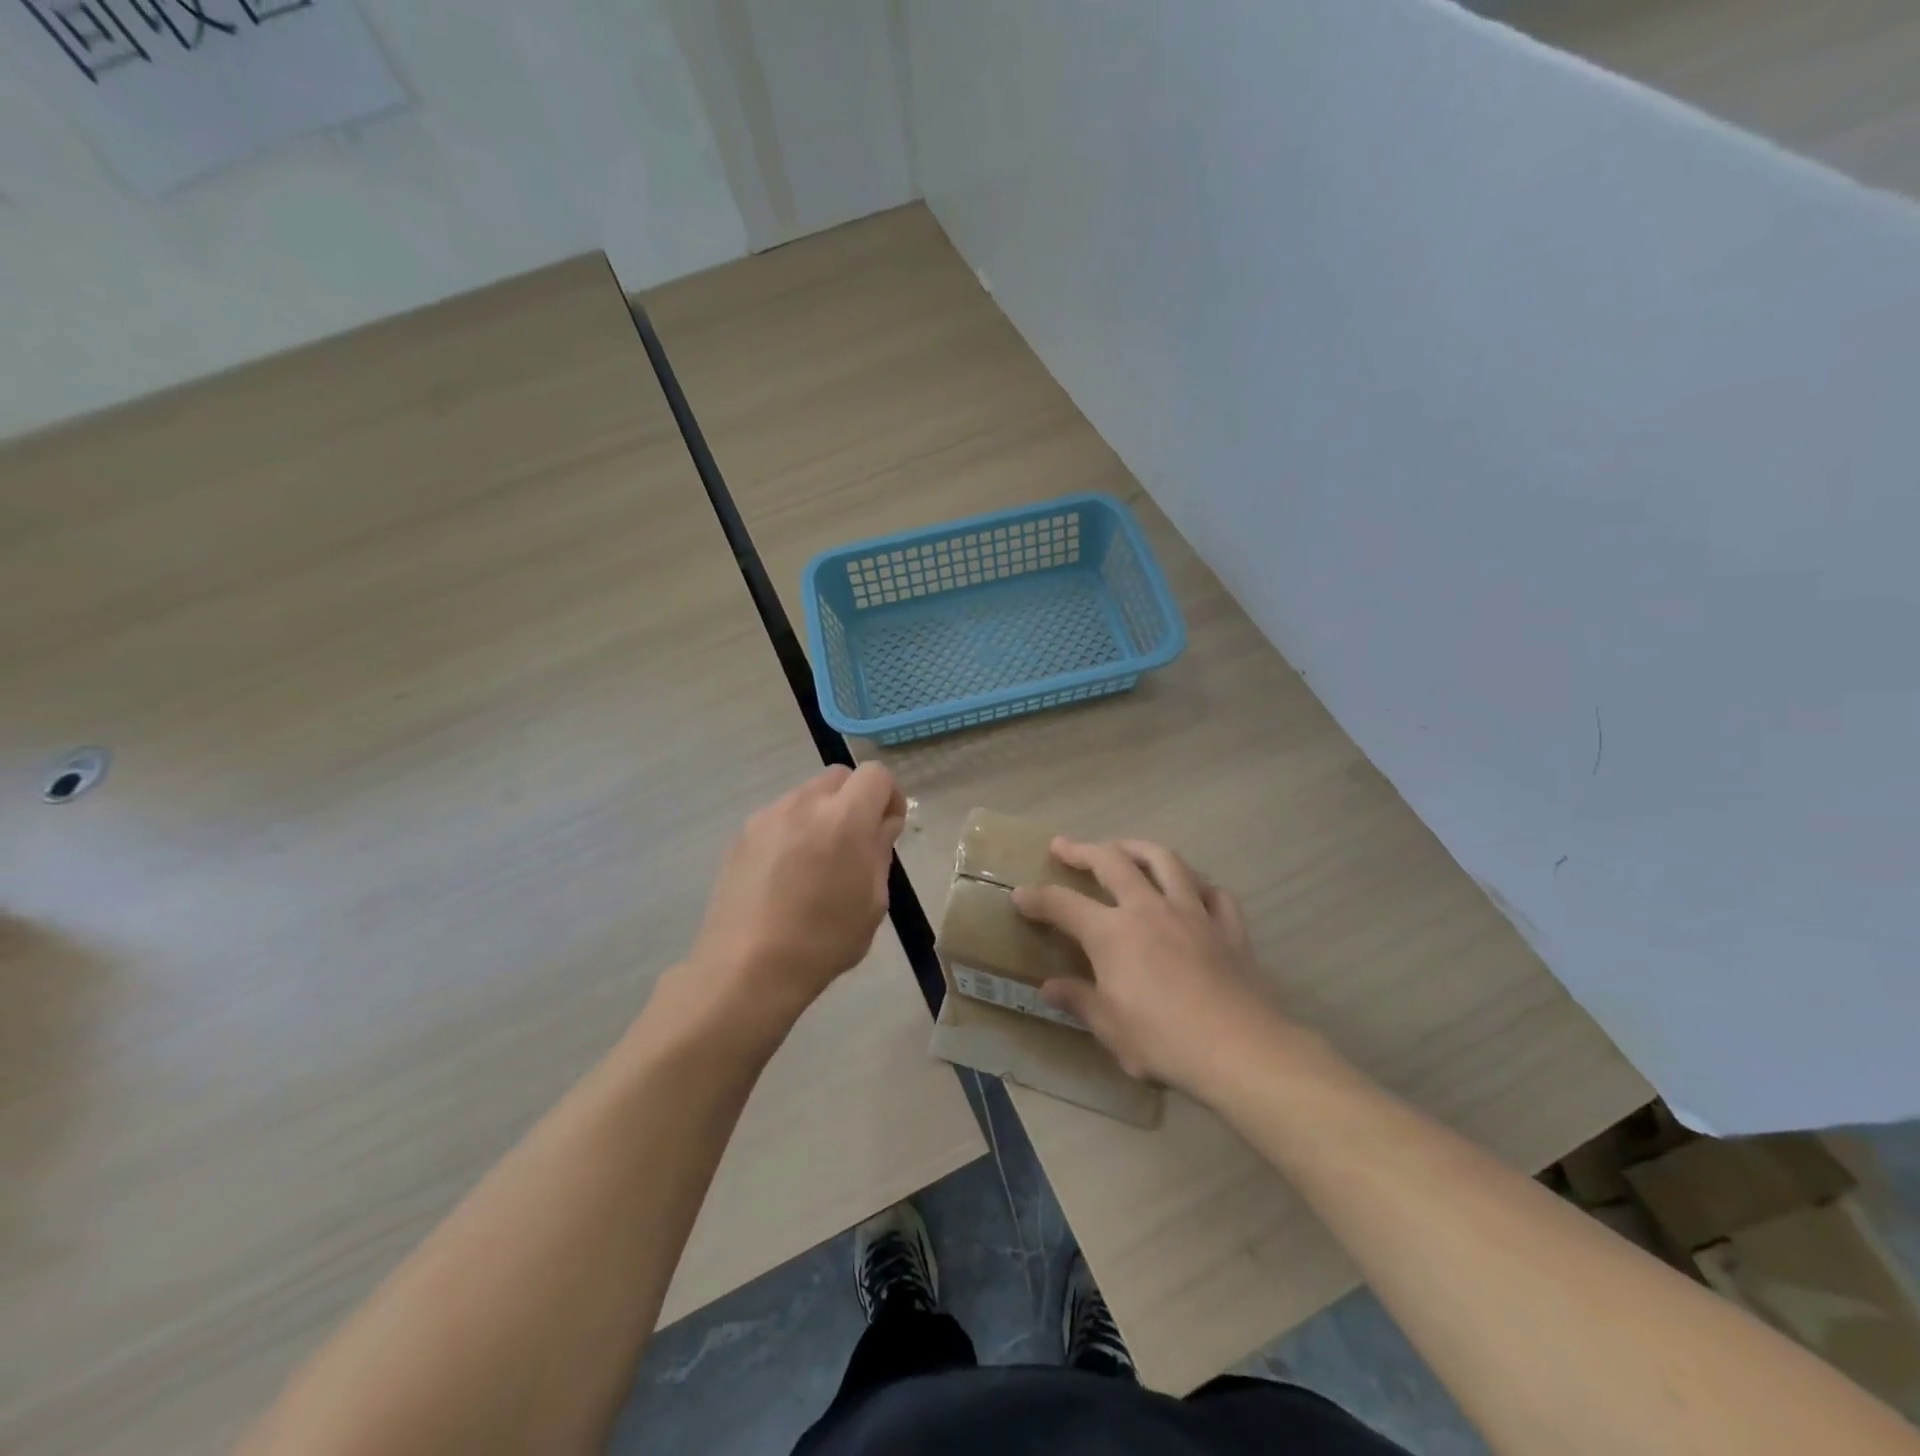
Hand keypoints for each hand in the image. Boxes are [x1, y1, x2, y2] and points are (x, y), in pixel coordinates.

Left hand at [681, 763, 906, 1031]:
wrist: (748, 969)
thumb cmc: (824, 940)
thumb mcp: (873, 901)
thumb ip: (880, 851)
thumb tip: (882, 824)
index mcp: (845, 818)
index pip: (876, 774)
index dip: (889, 796)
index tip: (888, 828)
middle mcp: (804, 804)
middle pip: (839, 777)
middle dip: (855, 799)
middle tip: (856, 842)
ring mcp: (767, 817)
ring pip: (806, 796)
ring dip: (822, 815)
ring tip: (817, 862)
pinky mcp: (741, 835)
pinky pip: (778, 818)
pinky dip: (793, 831)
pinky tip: (786, 874)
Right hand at [1013, 837, 1288, 1092]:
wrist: (1241, 1051)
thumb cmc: (1164, 1041)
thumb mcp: (1110, 1028)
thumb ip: (1079, 1000)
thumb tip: (1050, 987)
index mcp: (1113, 933)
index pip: (1063, 905)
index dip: (1037, 898)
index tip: (1020, 894)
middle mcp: (1149, 909)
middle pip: (1112, 862)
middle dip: (1083, 850)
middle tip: (1064, 846)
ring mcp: (1193, 913)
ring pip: (1165, 861)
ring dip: (1138, 847)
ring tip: (1124, 847)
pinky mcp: (1229, 927)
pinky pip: (1213, 892)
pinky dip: (1197, 884)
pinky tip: (1191, 888)